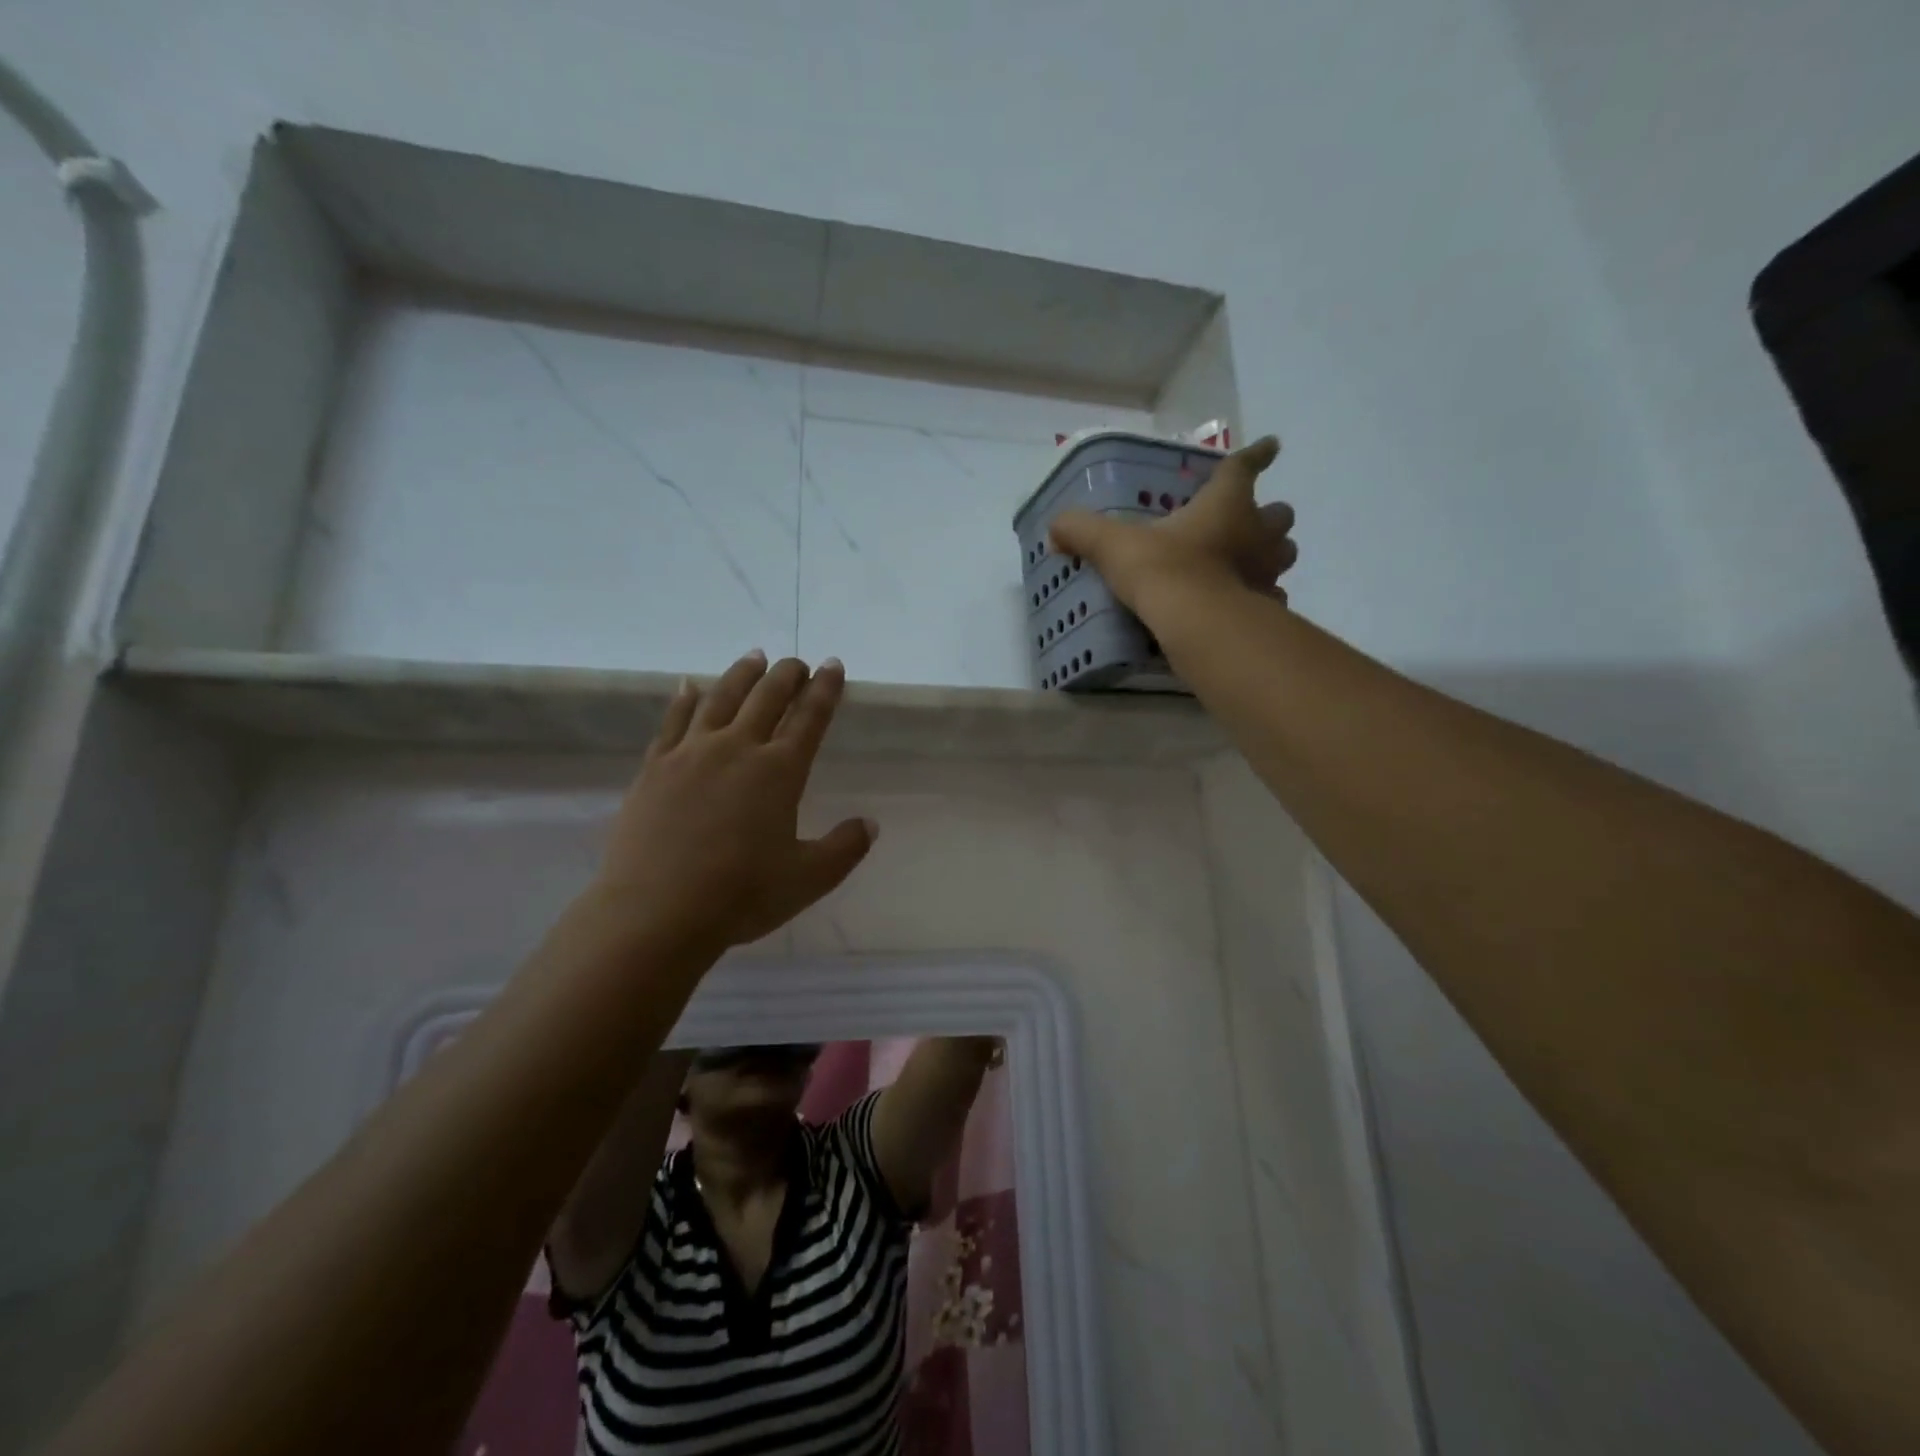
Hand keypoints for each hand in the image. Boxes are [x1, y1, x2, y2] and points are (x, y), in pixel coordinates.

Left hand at [590, 652, 874, 953]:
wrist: (656, 912)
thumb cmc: (741, 895)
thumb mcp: (808, 879)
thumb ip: (845, 848)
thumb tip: (871, 824)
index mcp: (780, 771)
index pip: (810, 718)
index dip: (826, 689)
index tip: (833, 665)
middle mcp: (737, 749)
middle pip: (766, 697)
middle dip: (787, 674)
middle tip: (797, 662)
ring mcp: (691, 754)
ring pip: (720, 697)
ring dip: (741, 674)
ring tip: (754, 657)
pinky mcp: (655, 768)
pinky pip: (673, 721)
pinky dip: (685, 698)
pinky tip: (689, 686)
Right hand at [1049, 436, 1296, 608]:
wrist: (1197, 623)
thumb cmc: (1163, 570)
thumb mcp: (1113, 545)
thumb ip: (1082, 531)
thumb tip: (1054, 528)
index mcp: (1224, 504)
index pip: (1243, 467)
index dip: (1256, 454)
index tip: (1271, 445)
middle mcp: (1256, 532)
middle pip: (1278, 514)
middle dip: (1268, 516)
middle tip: (1249, 523)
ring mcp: (1267, 571)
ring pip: (1284, 554)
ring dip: (1271, 555)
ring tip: (1248, 564)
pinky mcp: (1266, 607)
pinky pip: (1272, 597)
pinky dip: (1262, 598)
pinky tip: (1243, 606)